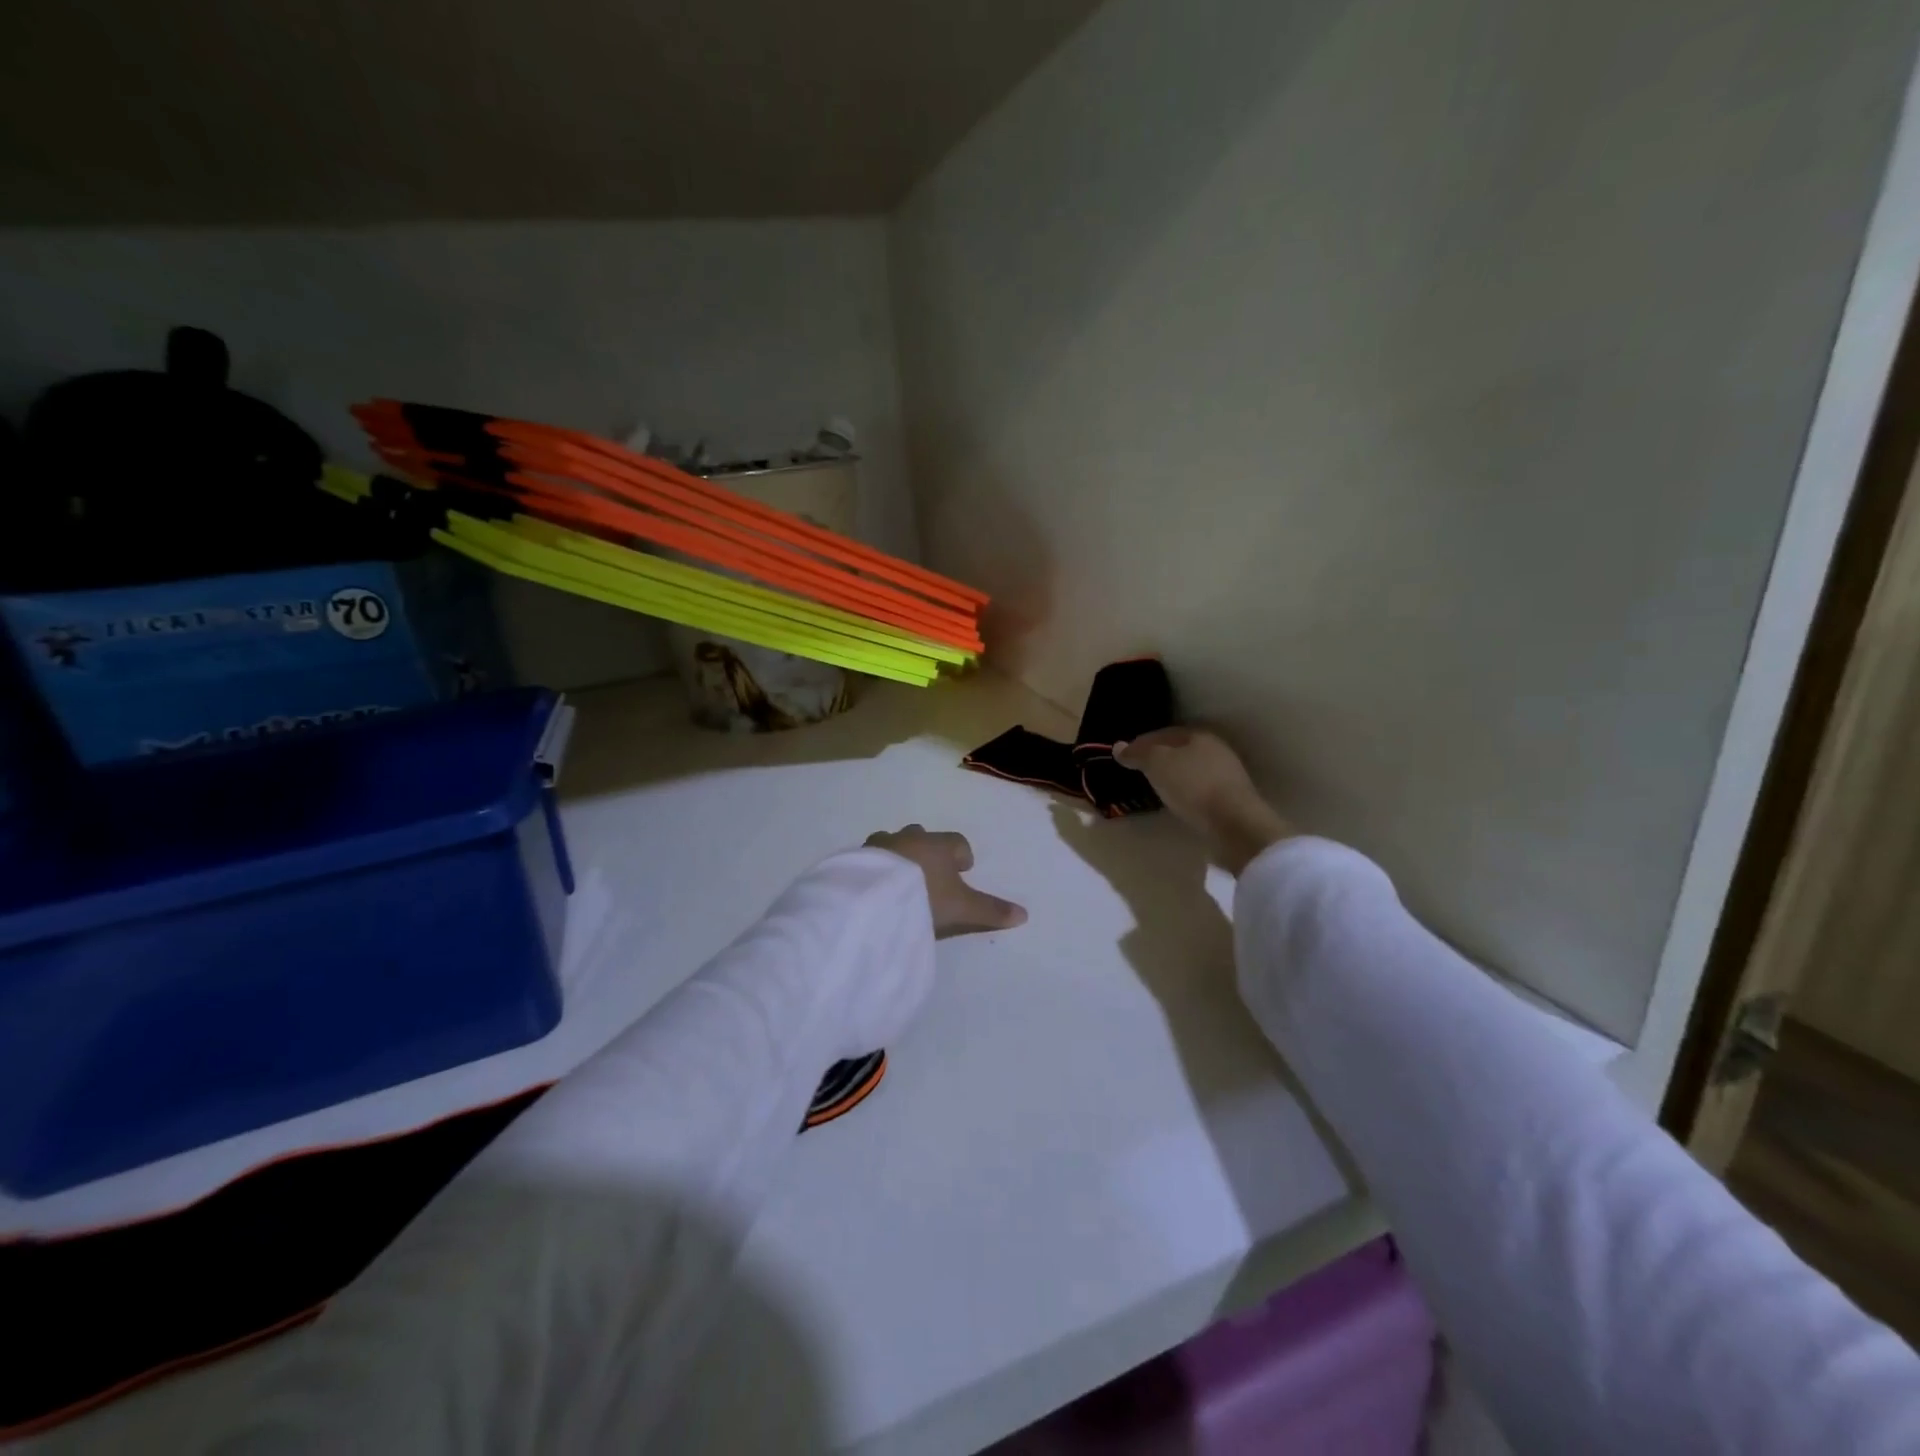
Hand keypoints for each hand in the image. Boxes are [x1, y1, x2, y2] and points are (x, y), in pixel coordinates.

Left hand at [866, 826, 1028, 937]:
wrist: (873, 896)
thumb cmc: (925, 896)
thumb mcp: (962, 908)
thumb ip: (991, 910)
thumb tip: (1025, 915)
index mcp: (939, 845)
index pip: (957, 842)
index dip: (962, 856)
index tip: (963, 871)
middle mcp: (910, 837)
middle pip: (923, 837)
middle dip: (928, 852)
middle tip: (931, 877)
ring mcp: (881, 845)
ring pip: (894, 844)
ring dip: (899, 858)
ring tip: (900, 883)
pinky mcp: (857, 858)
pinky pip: (870, 859)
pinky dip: (876, 869)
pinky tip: (875, 887)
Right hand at [1114, 728, 1292, 873]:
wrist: (1234, 823)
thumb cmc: (1192, 785)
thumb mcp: (1157, 764)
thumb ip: (1138, 754)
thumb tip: (1118, 747)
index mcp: (1198, 734)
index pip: (1162, 733)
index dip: (1141, 743)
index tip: (1124, 756)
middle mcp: (1215, 748)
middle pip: (1179, 749)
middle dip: (1158, 757)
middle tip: (1139, 770)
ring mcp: (1226, 773)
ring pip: (1190, 768)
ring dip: (1173, 775)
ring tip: (1155, 786)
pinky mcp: (1231, 797)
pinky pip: (1200, 787)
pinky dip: (1185, 790)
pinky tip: (1177, 800)